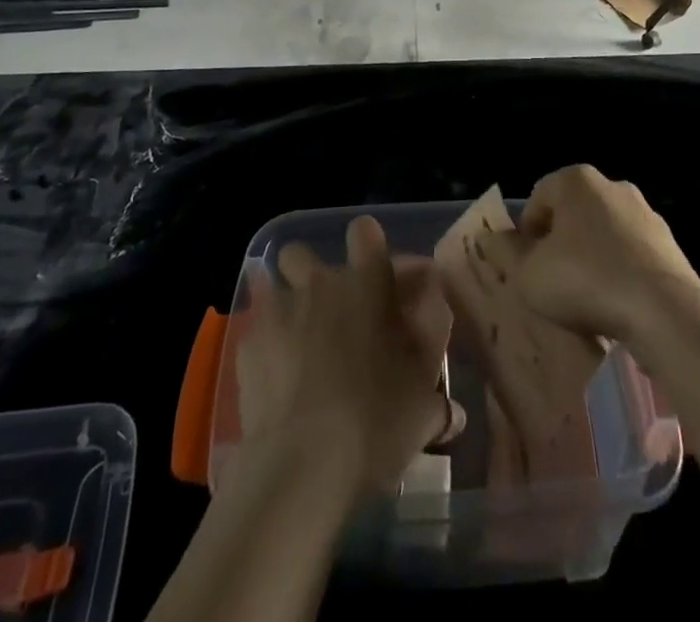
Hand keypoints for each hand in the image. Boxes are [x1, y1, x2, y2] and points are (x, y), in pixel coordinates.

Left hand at [234, 216, 458, 498]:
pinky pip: (257, 332)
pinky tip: (278, 384)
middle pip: (303, 253)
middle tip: (332, 315)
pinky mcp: (248, 346)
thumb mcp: (424, 401)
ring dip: (287, 308)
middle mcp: (320, 284)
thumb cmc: (375, 421)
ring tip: (299, 346)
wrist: (301, 466)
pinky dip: (268, 349)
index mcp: (367, 283)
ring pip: (274, 287)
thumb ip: (434, 392)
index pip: (365, 232)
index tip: (379, 276)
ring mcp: (279, 311)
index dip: (369, 246)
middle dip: (313, 275)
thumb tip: (451, 401)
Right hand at [483, 164, 699, 352]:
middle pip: (573, 212)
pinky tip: (616, 304)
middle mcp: (612, 186)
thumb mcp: (530, 274)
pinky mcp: (669, 243)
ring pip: (604, 233)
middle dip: (560, 242)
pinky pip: (631, 254)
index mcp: (576, 180)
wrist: (664, 311)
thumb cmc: (585, 280)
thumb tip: (496, 238)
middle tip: (551, 280)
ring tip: (585, 297)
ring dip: (591, 258)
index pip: (538, 197)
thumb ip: (510, 253)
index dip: (526, 232)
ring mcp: (645, 213)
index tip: (526, 265)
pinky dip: (619, 272)